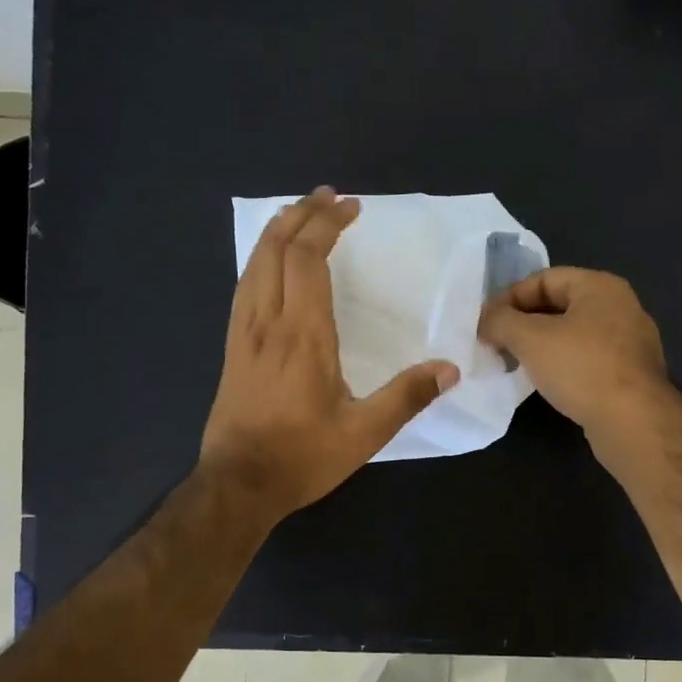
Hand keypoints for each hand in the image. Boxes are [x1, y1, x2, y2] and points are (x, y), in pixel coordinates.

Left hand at [201, 188, 458, 524]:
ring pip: (254, 264)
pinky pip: (244, 287)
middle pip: (276, 249)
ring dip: (277, 232)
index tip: (350, 207)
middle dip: (301, 214)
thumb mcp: (364, 434)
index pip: (308, 259)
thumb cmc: (302, 457)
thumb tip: (449, 368)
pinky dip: (260, 260)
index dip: (327, 225)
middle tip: (327, 196)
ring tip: (299, 215)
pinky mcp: (232, 348)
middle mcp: (268, 322)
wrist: (237, 485)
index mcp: (303, 335)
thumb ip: (407, 397)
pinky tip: (269, 264)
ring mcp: (243, 334)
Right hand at [479, 266, 671, 441]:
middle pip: (559, 305)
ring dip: (541, 346)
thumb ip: (501, 321)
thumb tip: (486, 321)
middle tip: (496, 343)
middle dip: (524, 322)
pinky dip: (563, 365)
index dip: (510, 297)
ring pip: (573, 334)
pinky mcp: (631, 374)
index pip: (544, 278)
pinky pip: (588, 359)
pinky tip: (546, 383)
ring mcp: (630, 342)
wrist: (633, 422)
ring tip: (515, 364)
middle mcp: (620, 307)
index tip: (486, 322)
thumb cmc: (582, 368)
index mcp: (600, 286)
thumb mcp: (530, 338)